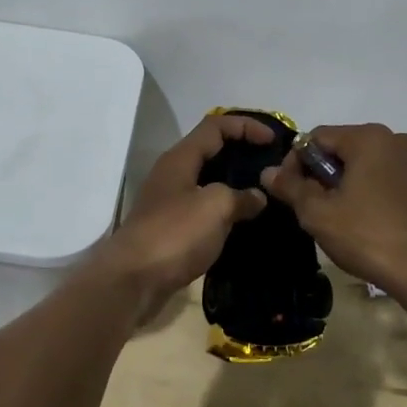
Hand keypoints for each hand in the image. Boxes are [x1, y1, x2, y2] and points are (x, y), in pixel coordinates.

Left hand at [92, 114, 270, 320]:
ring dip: (234, 184)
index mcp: (180, 158)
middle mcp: (173, 174)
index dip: (246, 126)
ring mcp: (169, 201)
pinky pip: (203, 208)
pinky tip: (243, 223)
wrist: (133, 280)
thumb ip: (240, 196)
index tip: (273, 141)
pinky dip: (224, 210)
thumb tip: (257, 197)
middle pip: (211, 151)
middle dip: (241, 153)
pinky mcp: (170, 228)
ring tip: (263, 194)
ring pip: (207, 181)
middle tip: (271, 166)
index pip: (215, 126)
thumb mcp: (215, 207)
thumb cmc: (174, 234)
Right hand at [260, 123, 406, 295]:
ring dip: (343, 184)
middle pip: (341, 149)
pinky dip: (367, 192)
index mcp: (368, 137)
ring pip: (363, 165)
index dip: (295, 163)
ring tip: (335, 217)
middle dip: (320, 174)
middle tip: (309, 208)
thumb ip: (290, 187)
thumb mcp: (318, 213)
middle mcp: (394, 140)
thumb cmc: (368, 236)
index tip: (289, 193)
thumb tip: (268, 172)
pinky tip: (363, 223)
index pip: (316, 138)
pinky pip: (384, 179)